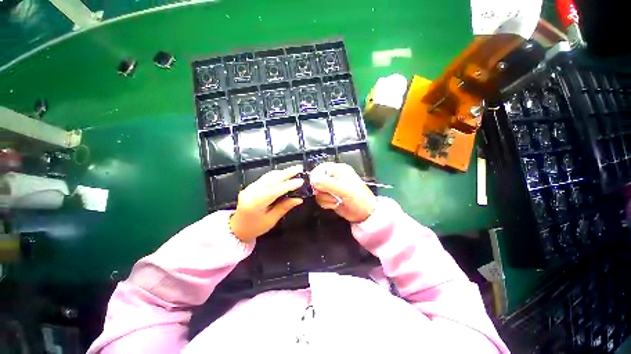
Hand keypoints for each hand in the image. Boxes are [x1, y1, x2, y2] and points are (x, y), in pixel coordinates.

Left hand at [230, 166, 304, 241]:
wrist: (237, 228)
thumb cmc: (255, 227)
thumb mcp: (271, 220)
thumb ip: (284, 208)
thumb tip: (299, 199)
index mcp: (255, 204)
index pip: (273, 191)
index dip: (288, 185)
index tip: (300, 181)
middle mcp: (250, 192)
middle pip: (270, 179)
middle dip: (286, 173)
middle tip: (299, 168)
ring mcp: (249, 187)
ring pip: (268, 176)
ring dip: (282, 172)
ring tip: (294, 170)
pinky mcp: (251, 186)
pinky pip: (265, 177)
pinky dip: (276, 175)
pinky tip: (284, 174)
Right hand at [310, 162, 376, 222]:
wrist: (364, 214)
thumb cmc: (358, 198)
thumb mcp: (343, 188)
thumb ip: (326, 183)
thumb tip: (313, 180)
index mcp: (338, 170)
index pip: (320, 168)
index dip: (316, 176)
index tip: (317, 185)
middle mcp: (333, 177)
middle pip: (316, 180)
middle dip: (321, 189)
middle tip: (328, 193)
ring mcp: (331, 188)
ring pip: (317, 191)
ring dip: (325, 198)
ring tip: (335, 200)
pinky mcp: (330, 197)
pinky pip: (320, 198)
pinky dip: (326, 203)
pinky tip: (334, 204)